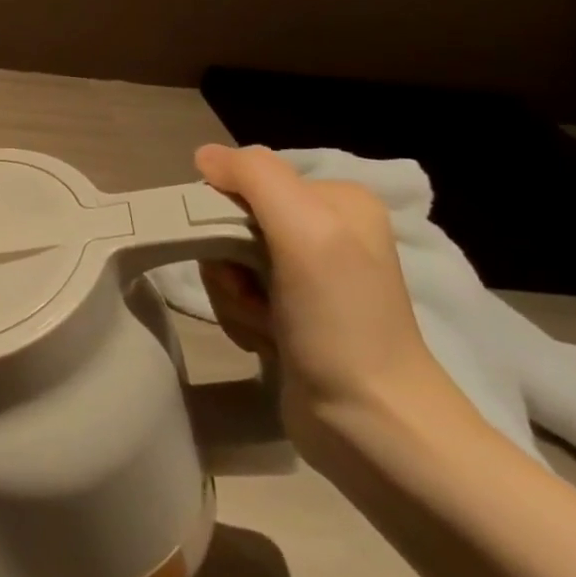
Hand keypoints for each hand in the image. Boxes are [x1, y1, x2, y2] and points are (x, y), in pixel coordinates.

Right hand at [193, 144, 450, 459]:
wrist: (371, 421)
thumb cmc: (341, 320)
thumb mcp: (306, 231)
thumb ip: (256, 178)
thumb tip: (204, 155)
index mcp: (336, 201)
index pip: (245, 181)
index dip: (222, 214)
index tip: (237, 253)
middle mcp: (324, 231)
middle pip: (230, 223)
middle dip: (226, 262)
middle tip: (251, 293)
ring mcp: (307, 276)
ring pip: (227, 263)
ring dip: (232, 296)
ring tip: (264, 324)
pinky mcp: (292, 314)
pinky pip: (237, 296)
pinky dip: (240, 317)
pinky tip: (265, 340)